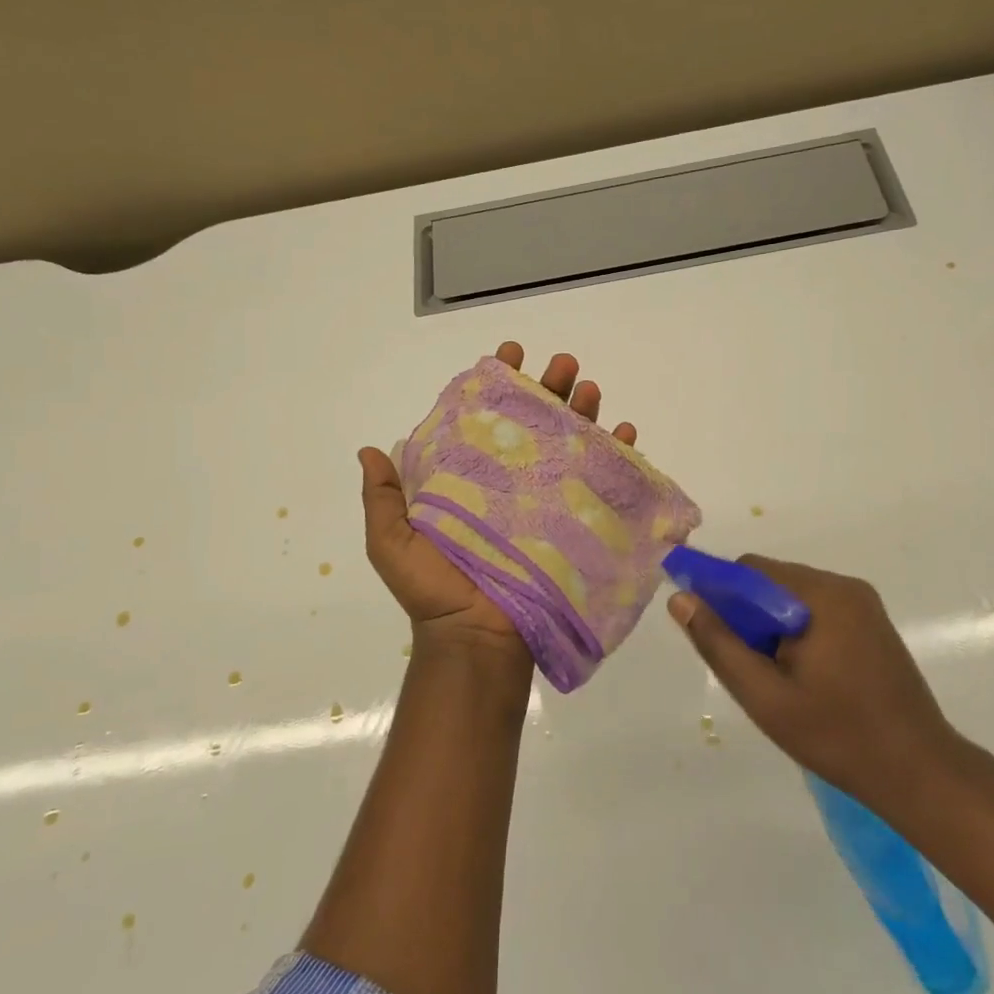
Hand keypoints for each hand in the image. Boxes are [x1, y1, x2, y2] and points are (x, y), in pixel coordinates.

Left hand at [358, 341, 639, 660]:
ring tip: (590, 388)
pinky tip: (624, 432)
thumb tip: (368, 450)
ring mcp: (546, 500)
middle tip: (563, 364)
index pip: (485, 418)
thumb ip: (383, 499)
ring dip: (584, 411)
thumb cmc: (435, 590)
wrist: (478, 638)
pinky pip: (601, 482)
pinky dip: (617, 456)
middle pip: (535, 421)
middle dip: (550, 387)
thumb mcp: (394, 543)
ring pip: (570, 442)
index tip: (508, 354)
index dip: (497, 384)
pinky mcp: (575, 522)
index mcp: (470, 478)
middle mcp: (510, 481)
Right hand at [668, 556, 969, 819]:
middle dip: (748, 615)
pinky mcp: (873, 623)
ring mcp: (863, 603)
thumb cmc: (837, 736)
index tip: (709, 633)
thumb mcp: (765, 696)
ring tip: (776, 678)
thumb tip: (681, 599)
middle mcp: (844, 586)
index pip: (750, 570)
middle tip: (748, 667)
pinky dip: (797, 631)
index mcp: (821, 595)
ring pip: (793, 597)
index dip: (720, 594)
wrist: (920, 773)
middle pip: (772, 581)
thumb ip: (719, 644)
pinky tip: (803, 675)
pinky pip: (818, 610)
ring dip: (772, 625)